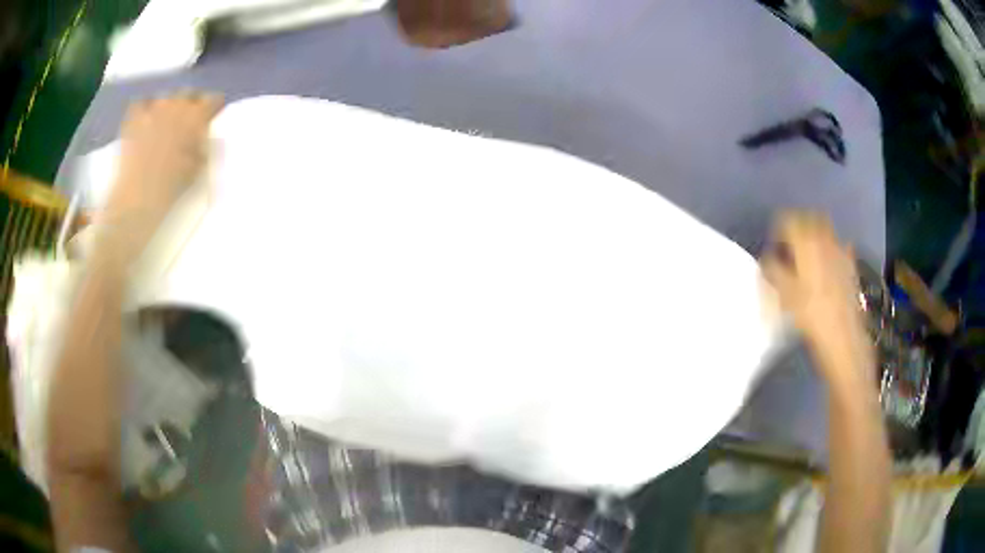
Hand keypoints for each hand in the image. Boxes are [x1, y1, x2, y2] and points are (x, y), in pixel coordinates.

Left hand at [108, 92, 222, 217]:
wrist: (136, 201)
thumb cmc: (170, 189)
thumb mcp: (197, 169)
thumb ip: (203, 146)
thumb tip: (204, 136)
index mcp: (195, 118)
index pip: (212, 100)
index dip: (214, 107)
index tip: (213, 114)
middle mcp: (176, 106)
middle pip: (188, 94)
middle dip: (191, 103)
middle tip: (189, 119)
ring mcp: (152, 111)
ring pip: (166, 98)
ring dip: (169, 106)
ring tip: (166, 121)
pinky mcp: (133, 121)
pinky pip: (141, 104)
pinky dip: (145, 109)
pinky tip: (145, 119)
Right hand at [761, 213, 867, 368]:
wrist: (843, 335)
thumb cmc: (810, 313)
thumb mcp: (784, 294)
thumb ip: (772, 271)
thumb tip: (766, 259)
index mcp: (805, 240)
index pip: (787, 219)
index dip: (778, 230)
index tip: (773, 245)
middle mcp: (824, 238)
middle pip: (808, 219)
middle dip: (798, 226)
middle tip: (790, 245)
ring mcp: (840, 250)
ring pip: (825, 230)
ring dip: (815, 236)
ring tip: (807, 254)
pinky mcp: (850, 265)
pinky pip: (839, 247)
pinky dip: (831, 250)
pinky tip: (828, 266)